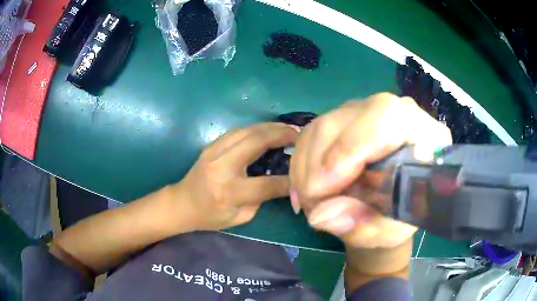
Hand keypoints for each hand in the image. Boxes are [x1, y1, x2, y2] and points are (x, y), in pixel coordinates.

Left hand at [172, 122, 298, 230]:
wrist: (182, 203)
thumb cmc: (210, 216)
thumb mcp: (240, 217)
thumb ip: (262, 199)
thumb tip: (284, 182)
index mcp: (229, 192)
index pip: (267, 184)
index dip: (290, 180)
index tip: (306, 172)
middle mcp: (222, 167)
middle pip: (257, 142)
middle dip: (282, 135)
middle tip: (300, 135)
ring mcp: (214, 152)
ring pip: (247, 130)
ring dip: (271, 126)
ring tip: (289, 128)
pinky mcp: (211, 145)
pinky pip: (238, 130)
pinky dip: (257, 127)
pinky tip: (269, 129)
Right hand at [290, 93, 451, 248]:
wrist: (393, 206)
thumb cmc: (399, 218)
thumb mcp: (387, 231)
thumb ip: (361, 225)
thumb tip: (320, 214)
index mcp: (423, 133)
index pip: (385, 117)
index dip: (350, 148)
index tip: (322, 188)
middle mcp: (395, 112)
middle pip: (345, 118)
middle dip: (318, 163)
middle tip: (311, 203)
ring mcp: (366, 112)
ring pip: (322, 125)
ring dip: (305, 166)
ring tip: (309, 200)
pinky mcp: (345, 120)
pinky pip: (312, 132)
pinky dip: (300, 163)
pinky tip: (304, 188)